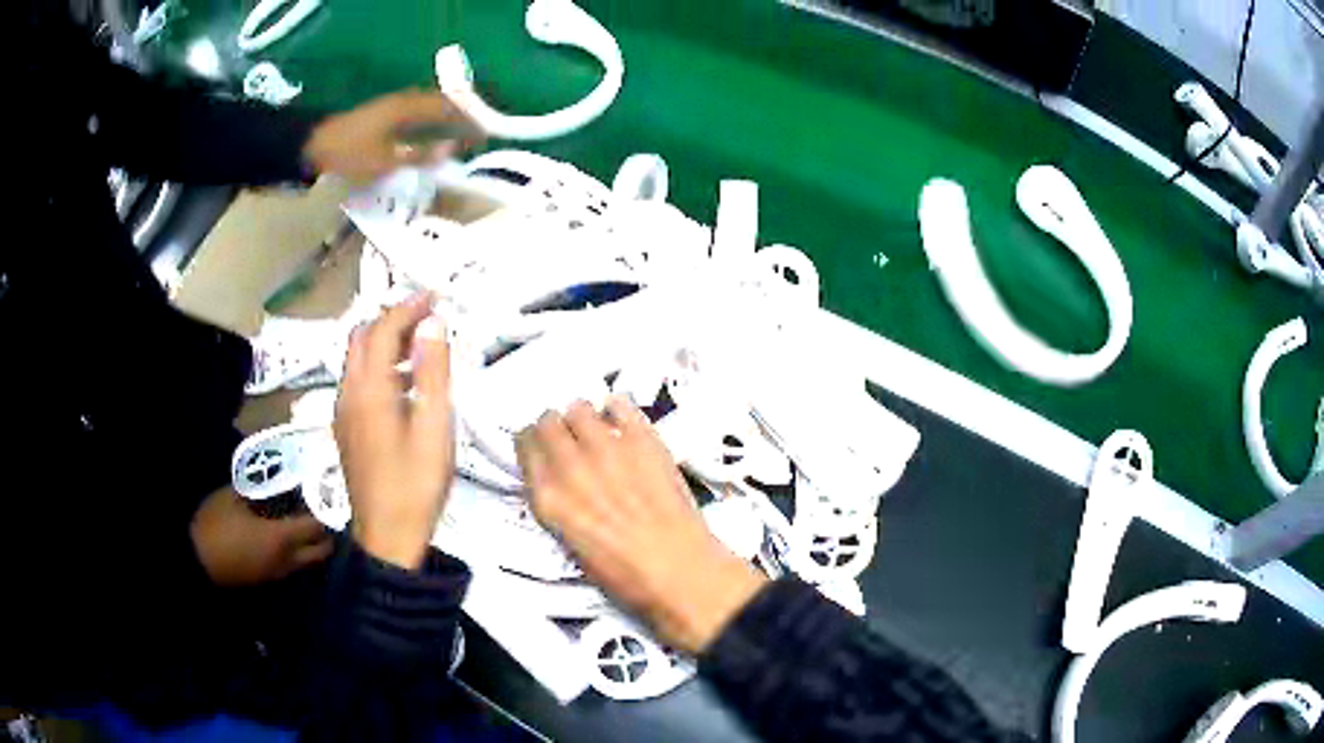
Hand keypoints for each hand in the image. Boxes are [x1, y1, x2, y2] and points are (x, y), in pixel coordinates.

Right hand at [191, 487, 332, 586]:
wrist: (197, 563)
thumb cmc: (215, 527)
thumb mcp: (232, 498)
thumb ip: (256, 491)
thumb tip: (271, 484)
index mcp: (281, 538)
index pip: (316, 528)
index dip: (325, 512)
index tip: (327, 495)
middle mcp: (287, 560)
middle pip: (321, 551)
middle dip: (326, 533)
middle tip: (321, 510)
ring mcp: (278, 573)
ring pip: (307, 561)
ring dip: (311, 544)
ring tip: (303, 519)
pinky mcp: (267, 579)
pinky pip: (292, 565)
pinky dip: (296, 552)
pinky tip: (285, 534)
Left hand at [303, 89, 481, 183]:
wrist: (315, 145)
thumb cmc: (351, 153)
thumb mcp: (386, 160)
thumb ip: (420, 155)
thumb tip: (451, 151)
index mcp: (408, 107)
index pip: (449, 107)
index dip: (470, 119)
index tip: (486, 133)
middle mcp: (404, 101)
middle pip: (442, 103)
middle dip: (463, 117)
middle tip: (478, 135)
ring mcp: (393, 105)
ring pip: (430, 108)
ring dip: (447, 119)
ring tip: (461, 136)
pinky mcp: (384, 114)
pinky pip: (417, 113)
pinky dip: (431, 122)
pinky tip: (432, 136)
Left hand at [335, 293, 454, 569]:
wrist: (386, 537)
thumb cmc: (415, 484)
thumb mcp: (434, 427)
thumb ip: (432, 372)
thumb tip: (433, 324)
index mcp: (368, 389)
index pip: (382, 330)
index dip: (408, 308)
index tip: (436, 297)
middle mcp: (348, 393)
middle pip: (362, 338)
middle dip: (392, 320)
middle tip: (427, 320)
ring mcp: (343, 412)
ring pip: (357, 359)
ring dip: (385, 343)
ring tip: (422, 348)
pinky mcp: (346, 429)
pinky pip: (357, 381)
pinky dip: (378, 367)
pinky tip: (404, 386)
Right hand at [517, 399, 767, 654]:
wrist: (678, 570)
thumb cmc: (623, 574)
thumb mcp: (571, 543)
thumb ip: (558, 503)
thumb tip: (560, 479)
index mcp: (548, 497)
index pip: (525, 445)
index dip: (533, 444)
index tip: (542, 448)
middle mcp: (570, 465)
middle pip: (548, 421)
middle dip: (555, 428)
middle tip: (569, 440)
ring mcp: (607, 448)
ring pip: (579, 408)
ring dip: (584, 419)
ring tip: (597, 432)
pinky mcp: (643, 439)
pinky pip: (620, 404)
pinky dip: (617, 411)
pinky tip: (624, 426)